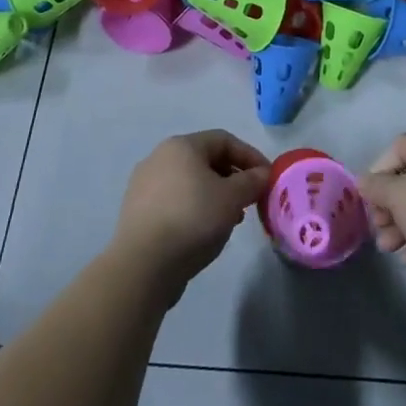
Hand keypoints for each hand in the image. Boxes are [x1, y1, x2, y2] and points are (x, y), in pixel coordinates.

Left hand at [112, 131, 270, 294]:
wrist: (143, 265)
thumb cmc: (193, 219)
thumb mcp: (232, 198)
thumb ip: (252, 181)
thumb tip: (263, 174)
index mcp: (181, 145)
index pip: (224, 140)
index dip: (250, 156)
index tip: (267, 178)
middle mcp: (159, 157)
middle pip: (205, 160)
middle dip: (233, 177)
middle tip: (250, 199)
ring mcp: (144, 185)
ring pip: (190, 182)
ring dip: (215, 195)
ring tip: (230, 219)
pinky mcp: (137, 212)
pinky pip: (174, 201)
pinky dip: (194, 209)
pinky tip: (204, 232)